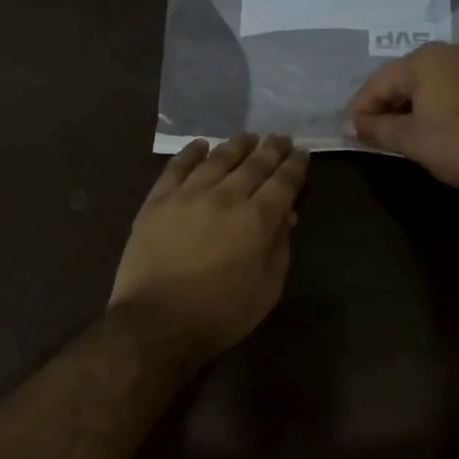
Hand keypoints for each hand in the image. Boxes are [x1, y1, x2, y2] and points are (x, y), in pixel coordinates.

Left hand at [109, 134, 309, 356]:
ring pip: (218, 158)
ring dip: (237, 145)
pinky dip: (191, 152)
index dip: (295, 165)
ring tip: (248, 136)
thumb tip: (286, 215)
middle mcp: (226, 196)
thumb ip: (279, 247)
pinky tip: (201, 145)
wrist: (157, 322)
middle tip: (280, 138)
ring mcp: (189, 194)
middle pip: (254, 164)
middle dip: (271, 149)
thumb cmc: (221, 313)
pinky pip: (177, 167)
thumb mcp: (267, 288)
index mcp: (257, 219)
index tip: (302, 152)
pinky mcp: (158, 199)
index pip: (284, 181)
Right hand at [344, 41, 458, 190]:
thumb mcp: (411, 140)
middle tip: (371, 131)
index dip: (360, 108)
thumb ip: (377, 128)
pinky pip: (453, 86)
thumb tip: (352, 124)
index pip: (378, 82)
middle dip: (385, 104)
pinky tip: (433, 123)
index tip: (349, 130)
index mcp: (423, 60)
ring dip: (411, 104)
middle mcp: (448, 51)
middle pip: (404, 77)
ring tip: (400, 130)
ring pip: (430, 81)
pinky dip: (437, 102)